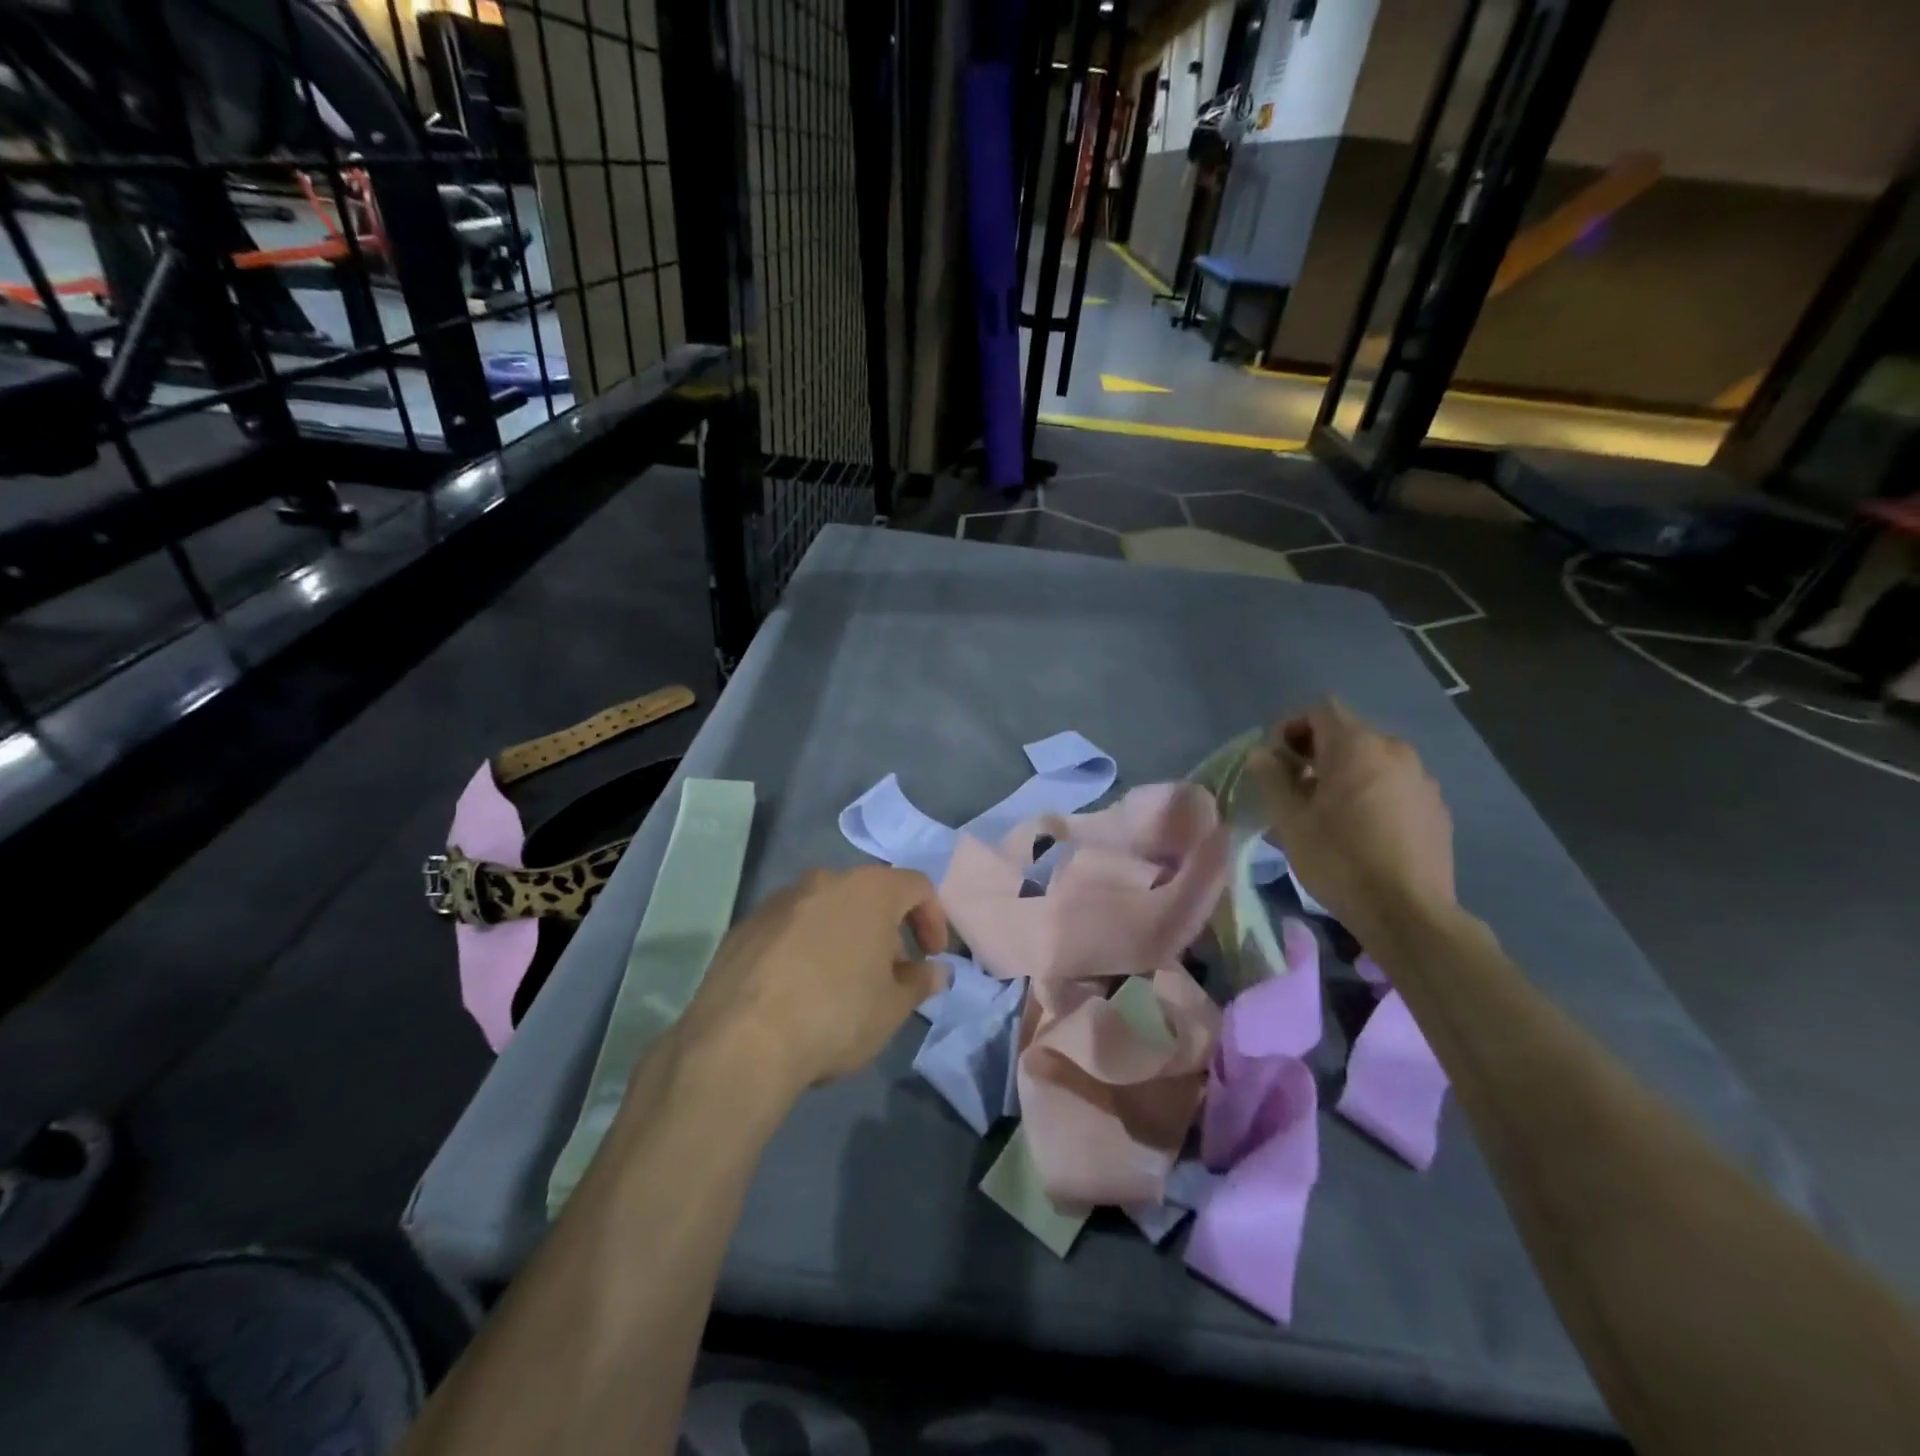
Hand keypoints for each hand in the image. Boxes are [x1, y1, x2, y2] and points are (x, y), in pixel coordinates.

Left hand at [673, 866, 951, 1100]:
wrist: (739, 1042)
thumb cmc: (834, 1016)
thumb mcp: (891, 1009)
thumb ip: (919, 983)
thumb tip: (935, 971)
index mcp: (869, 890)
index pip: (917, 886)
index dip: (933, 919)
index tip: (932, 957)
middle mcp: (824, 880)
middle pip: (869, 895)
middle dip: (886, 932)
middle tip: (888, 976)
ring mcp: (779, 900)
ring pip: (827, 909)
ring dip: (844, 937)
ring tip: (842, 986)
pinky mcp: (744, 925)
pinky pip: (790, 928)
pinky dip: (805, 947)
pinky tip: (798, 992)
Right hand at [1247, 700, 1455, 935]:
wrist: (1408, 912)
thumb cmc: (1340, 860)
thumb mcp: (1290, 821)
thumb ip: (1272, 779)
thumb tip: (1261, 754)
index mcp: (1357, 746)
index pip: (1320, 710)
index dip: (1291, 727)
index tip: (1275, 761)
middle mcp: (1394, 751)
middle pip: (1348, 732)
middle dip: (1315, 751)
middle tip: (1293, 786)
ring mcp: (1421, 778)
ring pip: (1373, 759)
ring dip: (1344, 771)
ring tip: (1326, 809)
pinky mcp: (1436, 807)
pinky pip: (1395, 783)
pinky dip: (1372, 791)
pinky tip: (1361, 828)